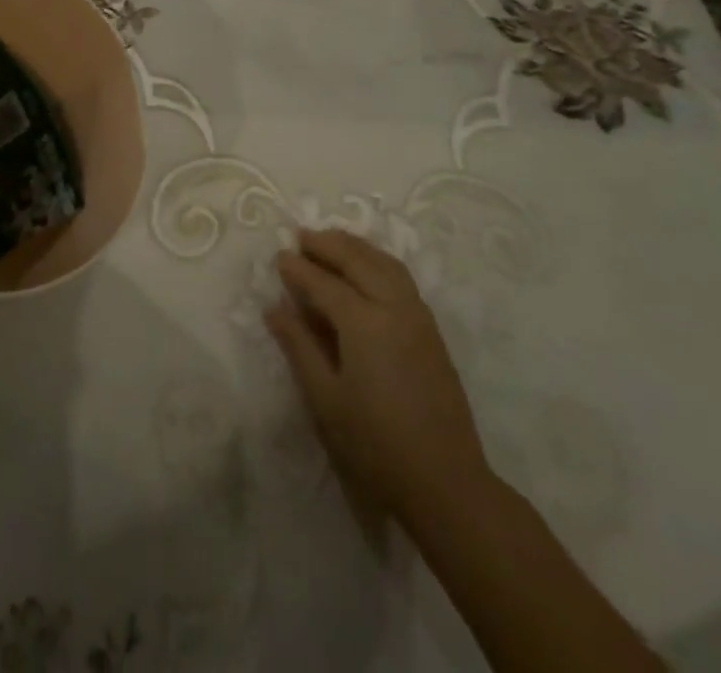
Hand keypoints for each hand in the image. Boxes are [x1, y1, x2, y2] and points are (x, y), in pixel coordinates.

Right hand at [265, 228, 492, 520]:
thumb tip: (275, 306)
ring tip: (331, 242)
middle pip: (359, 260)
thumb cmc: (375, 446)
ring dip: (356, 247)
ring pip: (385, 263)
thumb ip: (299, 346)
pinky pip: (401, 278)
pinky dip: (378, 261)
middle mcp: (394, 308)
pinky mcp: (432, 331)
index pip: (324, 283)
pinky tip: (365, 269)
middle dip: (328, 244)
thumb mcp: (325, 399)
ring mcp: (418, 317)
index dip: (299, 269)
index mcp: (365, 324)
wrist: (446, 484)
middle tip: (301, 236)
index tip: (278, 256)